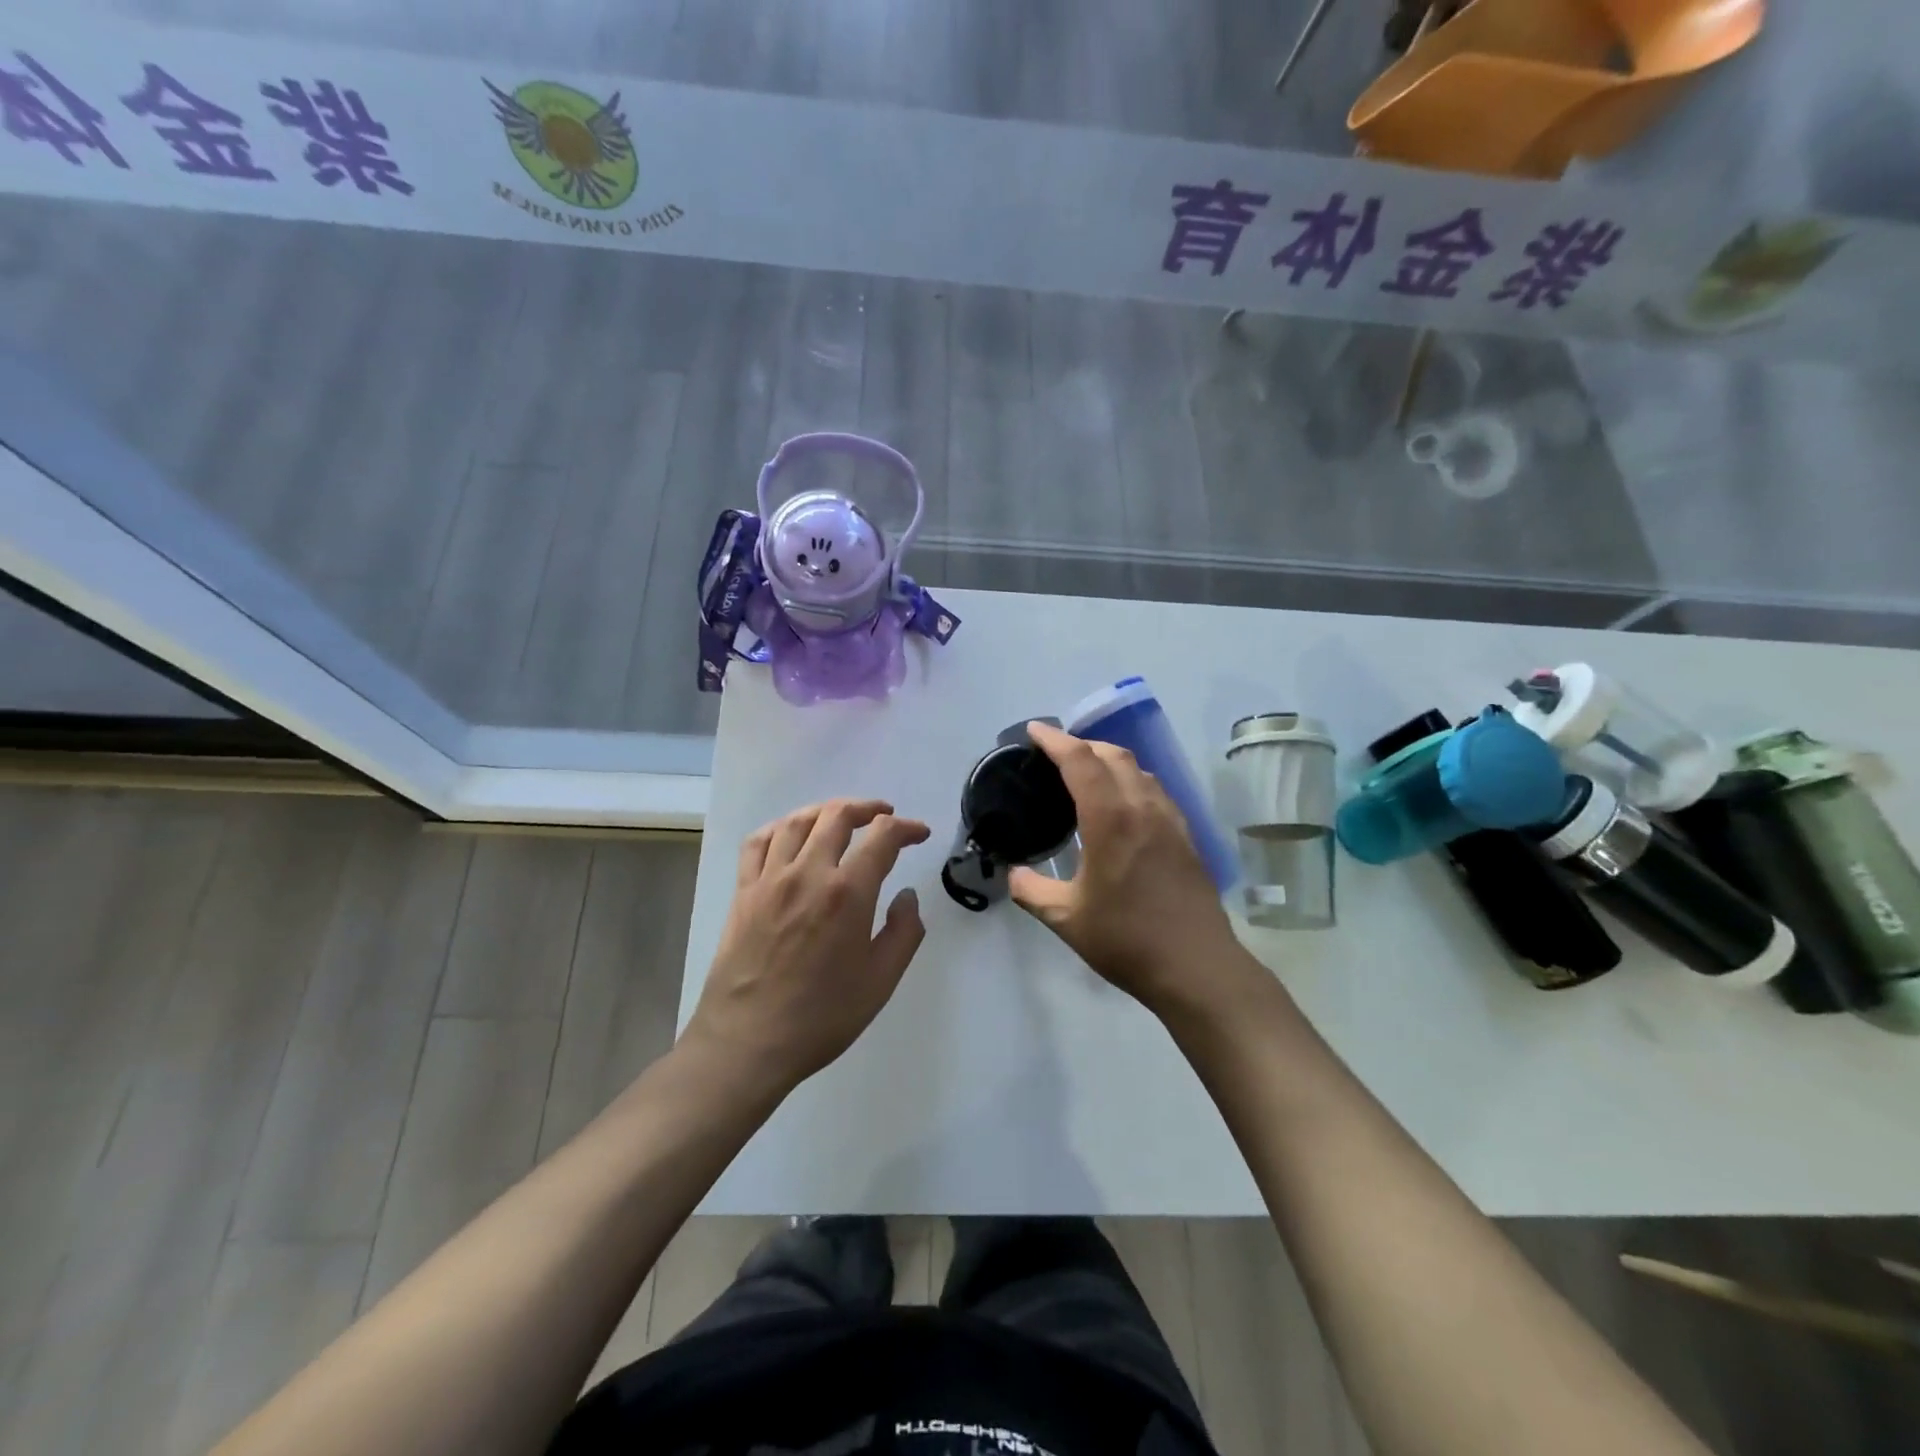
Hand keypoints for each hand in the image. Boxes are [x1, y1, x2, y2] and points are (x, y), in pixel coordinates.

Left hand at [686, 799, 930, 1094]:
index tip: (919, 834)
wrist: (747, 1044)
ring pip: (798, 821)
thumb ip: (904, 932)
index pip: (882, 837)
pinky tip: (791, 835)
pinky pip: (758, 842)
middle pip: (837, 815)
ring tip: (842, 818)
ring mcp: (770, 879)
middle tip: (884, 817)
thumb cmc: (821, 1018)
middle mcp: (808, 873)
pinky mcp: (743, 892)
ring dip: (826, 811)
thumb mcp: (881, 982)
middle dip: (868, 808)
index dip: (906, 828)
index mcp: (848, 893)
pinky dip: (780, 827)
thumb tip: (906, 895)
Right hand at [1011, 722, 1253, 1020]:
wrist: (1197, 967)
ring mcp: (1170, 820)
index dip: (1055, 740)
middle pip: (1113, 755)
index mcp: (1111, 819)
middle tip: (1055, 753)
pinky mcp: (1186, 836)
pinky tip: (1122, 804)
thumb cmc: (1126, 940)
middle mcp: (1143, 807)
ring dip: (1110, 759)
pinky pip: (1155, 790)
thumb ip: (1032, 890)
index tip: (1034, 731)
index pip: (1080, 761)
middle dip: (1082, 744)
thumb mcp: (1066, 919)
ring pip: (1139, 770)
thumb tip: (1013, 874)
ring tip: (1086, 772)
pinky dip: (1131, 780)